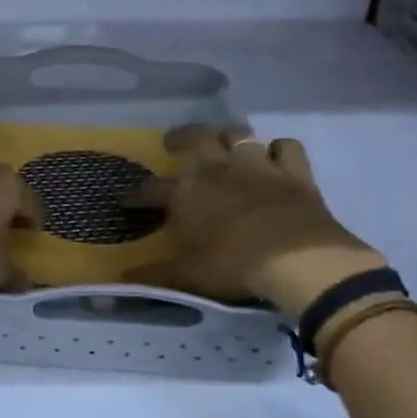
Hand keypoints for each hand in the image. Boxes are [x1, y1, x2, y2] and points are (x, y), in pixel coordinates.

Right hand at [127, 126, 387, 319]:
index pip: (153, 188)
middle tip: (175, 144)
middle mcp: (217, 168)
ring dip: (228, 137)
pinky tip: (274, 157)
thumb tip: (118, 282)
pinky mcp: (294, 171)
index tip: (130, 203)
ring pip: (238, 135)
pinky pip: (286, 146)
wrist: (298, 261)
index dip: (138, 196)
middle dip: (181, 138)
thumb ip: (153, 275)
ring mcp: (258, 165)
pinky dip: (278, 149)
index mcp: (185, 192)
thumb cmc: (233, 265)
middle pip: (195, 138)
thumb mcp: (187, 275)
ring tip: (223, 145)